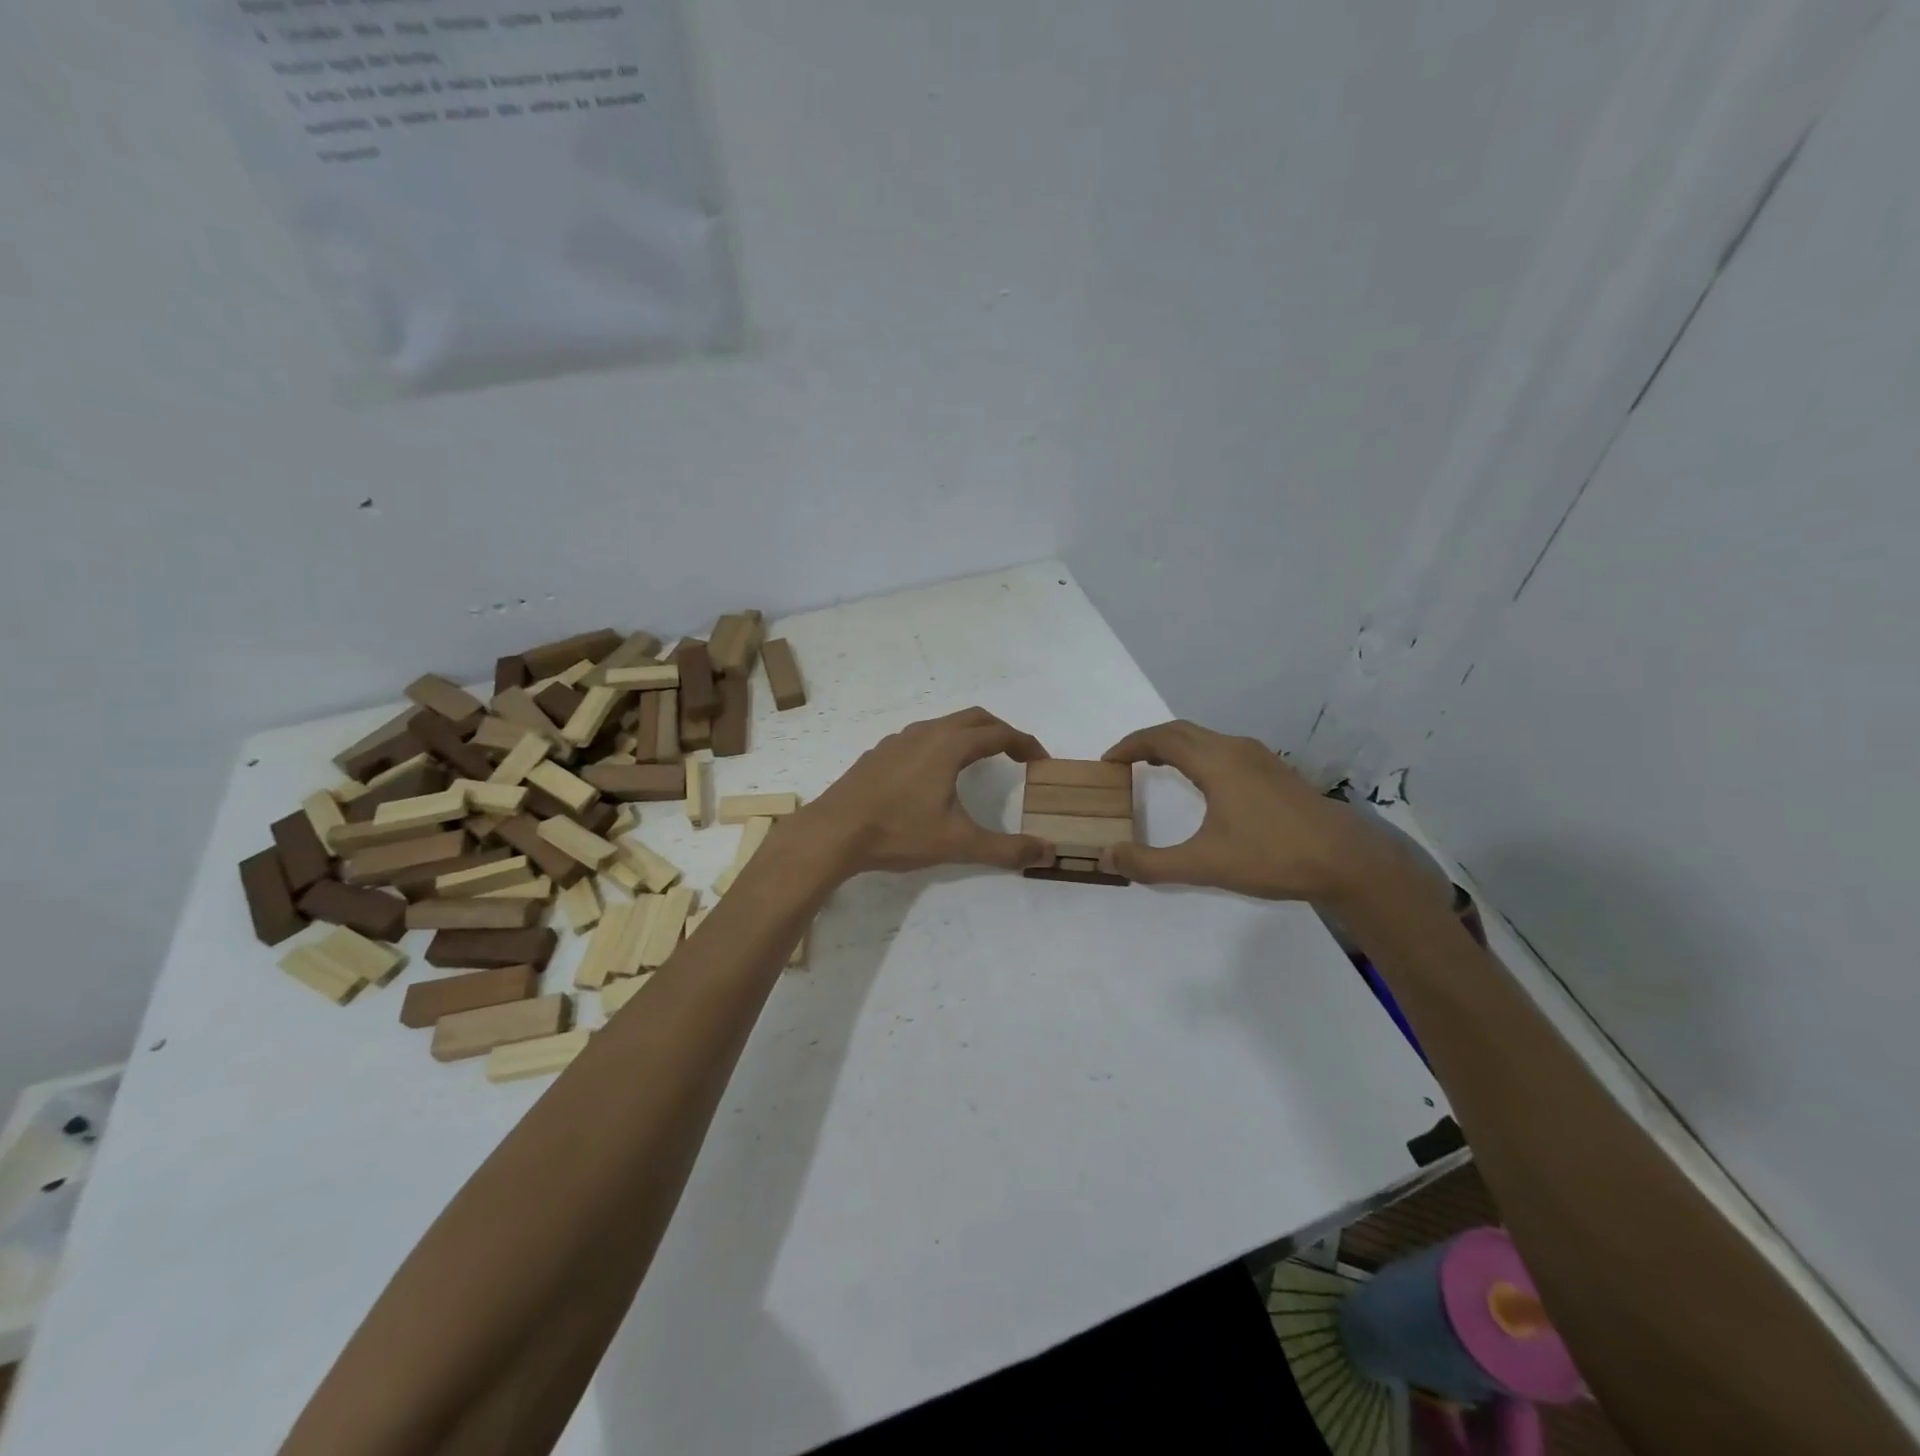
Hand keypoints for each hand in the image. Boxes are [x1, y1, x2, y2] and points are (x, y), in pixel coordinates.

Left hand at [801, 708, 1052, 874]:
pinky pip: (921, 737)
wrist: (833, 832)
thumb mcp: (959, 843)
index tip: (1040, 761)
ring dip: (969, 735)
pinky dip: (942, 744)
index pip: (999, 733)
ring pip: (944, 724)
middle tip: (1017, 755)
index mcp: (949, 746)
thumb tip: (1049, 852)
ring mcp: (898, 740)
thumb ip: (1006, 849)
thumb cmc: (899, 832)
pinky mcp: (879, 752)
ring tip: (980, 761)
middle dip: (1001, 732)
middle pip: (974, 718)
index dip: (1025, 744)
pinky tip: (934, 774)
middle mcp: (926, 733)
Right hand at [1099, 721, 1400, 902]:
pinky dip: (1198, 756)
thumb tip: (1108, 856)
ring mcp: (1259, 758)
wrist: (1347, 859)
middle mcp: (1235, 749)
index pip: (1161, 739)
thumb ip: (1151, 863)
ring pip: (1205, 739)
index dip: (1130, 745)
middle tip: (1123, 762)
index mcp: (1216, 762)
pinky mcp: (1275, 772)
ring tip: (1154, 767)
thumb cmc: (1272, 855)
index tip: (1107, 761)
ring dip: (1174, 746)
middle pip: (1182, 732)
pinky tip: (1201, 783)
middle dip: (1148, 741)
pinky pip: (1223, 750)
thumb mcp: (1204, 865)